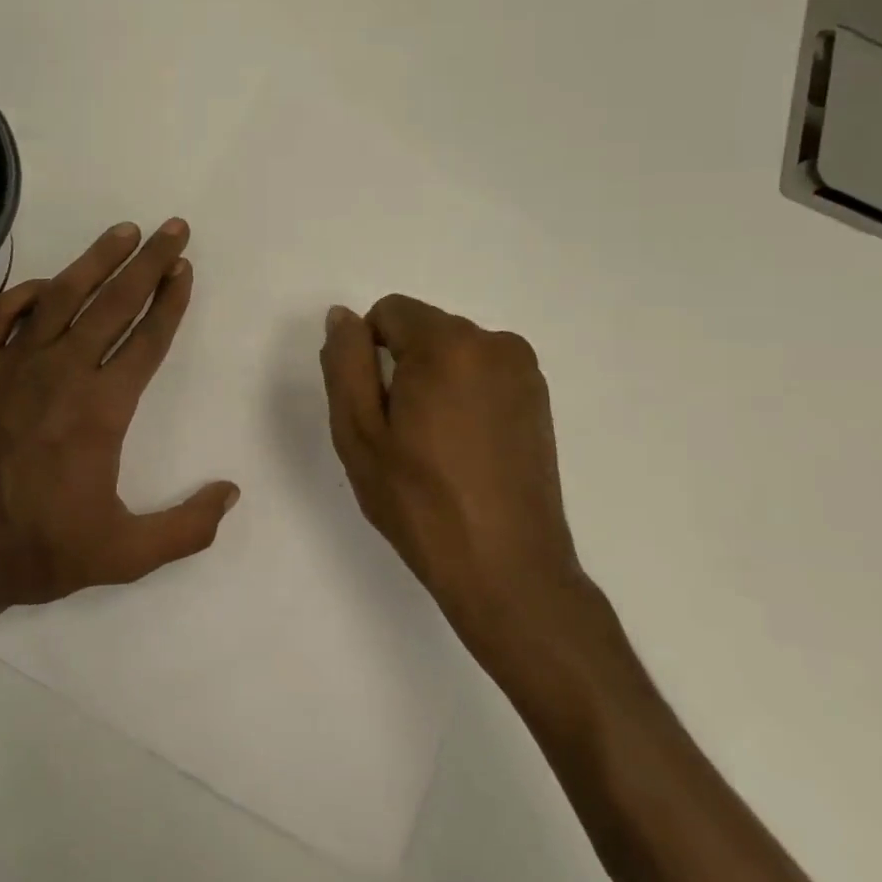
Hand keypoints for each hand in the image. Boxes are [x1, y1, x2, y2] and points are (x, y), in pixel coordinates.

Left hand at [0, 219, 239, 617]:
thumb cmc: (34, 552)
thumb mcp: (124, 556)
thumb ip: (186, 527)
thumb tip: (231, 492)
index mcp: (101, 409)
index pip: (148, 339)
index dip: (171, 301)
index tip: (185, 269)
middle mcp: (61, 372)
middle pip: (115, 302)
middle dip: (149, 261)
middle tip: (172, 227)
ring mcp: (10, 365)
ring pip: (62, 295)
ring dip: (97, 259)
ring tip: (123, 232)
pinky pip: (2, 313)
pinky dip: (27, 292)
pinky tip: (47, 285)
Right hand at [319, 295, 585, 663]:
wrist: (506, 568)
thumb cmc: (419, 501)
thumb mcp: (358, 432)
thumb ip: (344, 362)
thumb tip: (343, 317)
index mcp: (448, 344)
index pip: (388, 312)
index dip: (366, 355)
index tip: (375, 409)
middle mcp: (495, 343)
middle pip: (422, 330)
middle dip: (401, 367)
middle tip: (399, 434)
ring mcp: (524, 372)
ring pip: (451, 353)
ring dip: (432, 382)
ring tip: (432, 447)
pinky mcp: (539, 400)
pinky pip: (481, 375)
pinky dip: (462, 396)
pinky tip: (462, 451)